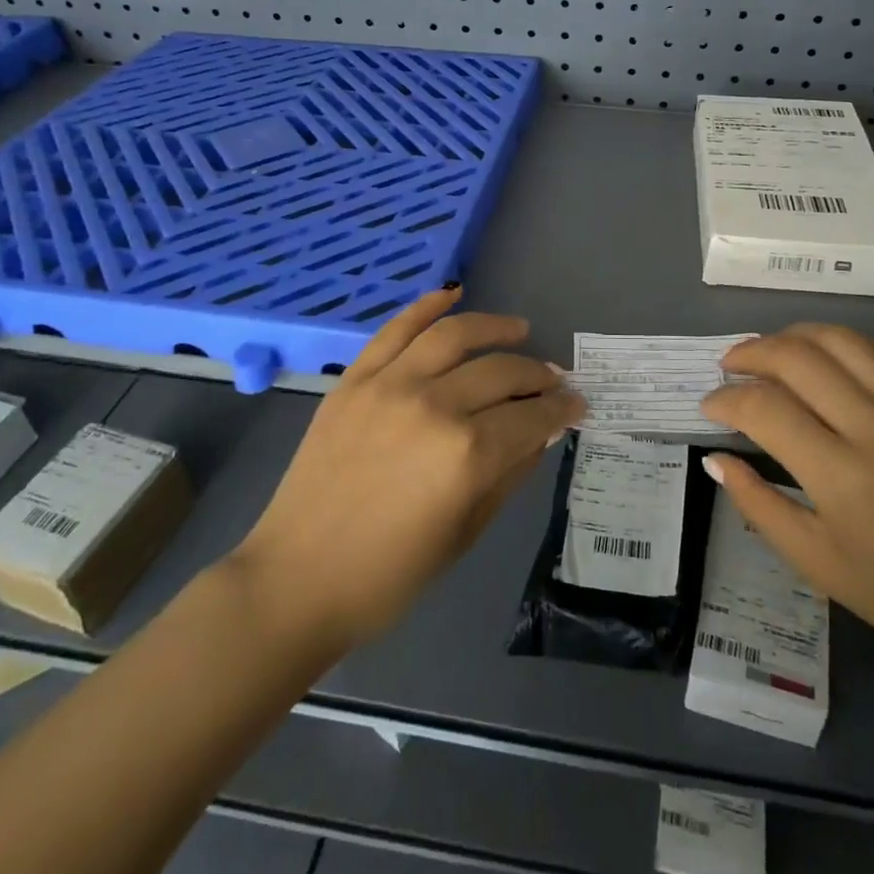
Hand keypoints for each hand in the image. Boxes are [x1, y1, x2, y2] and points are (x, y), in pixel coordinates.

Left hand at [233, 287, 581, 650]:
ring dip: (495, 327)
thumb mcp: (465, 533)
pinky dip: (427, 306)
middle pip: (501, 372)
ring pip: (455, 335)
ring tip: (518, 329)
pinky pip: (396, 329)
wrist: (297, 579)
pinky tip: (453, 294)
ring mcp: (390, 385)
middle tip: (552, 380)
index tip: (577, 405)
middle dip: (537, 375)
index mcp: (468, 454)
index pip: (531, 417)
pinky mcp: (355, 379)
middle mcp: (435, 406)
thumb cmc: (389, 574)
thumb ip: (508, 474)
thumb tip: (540, 434)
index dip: (561, 409)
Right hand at [700, 324, 873, 667]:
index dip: (725, 400)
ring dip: (792, 336)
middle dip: (750, 353)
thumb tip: (716, 459)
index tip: (709, 407)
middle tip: (728, 367)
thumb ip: (758, 505)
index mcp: (840, 475)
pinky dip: (839, 342)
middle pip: (797, 358)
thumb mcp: (817, 562)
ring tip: (769, 351)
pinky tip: (822, 355)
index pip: (764, 409)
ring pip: (839, 340)